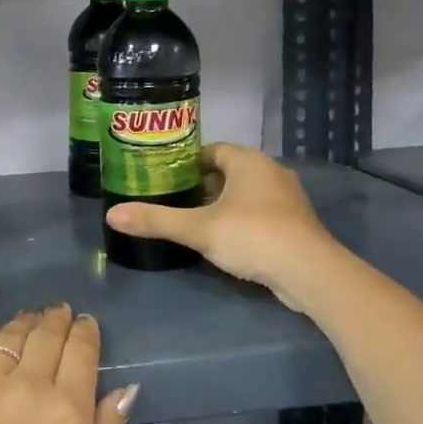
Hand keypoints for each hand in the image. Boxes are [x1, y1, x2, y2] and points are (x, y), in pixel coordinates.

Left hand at [0, 305, 136, 423]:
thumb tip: (123, 389)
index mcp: (67, 412)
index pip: (81, 350)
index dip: (86, 331)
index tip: (86, 324)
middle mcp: (25, 385)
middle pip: (46, 334)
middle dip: (58, 319)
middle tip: (60, 314)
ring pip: (9, 334)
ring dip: (26, 324)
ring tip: (31, 322)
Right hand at [104, 142, 340, 310]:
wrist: (310, 273)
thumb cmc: (252, 236)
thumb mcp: (198, 229)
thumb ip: (156, 220)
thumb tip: (112, 215)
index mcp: (248, 161)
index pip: (211, 150)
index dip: (185, 163)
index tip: (163, 178)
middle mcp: (270, 171)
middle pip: (227, 171)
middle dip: (200, 185)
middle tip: (171, 201)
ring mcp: (286, 198)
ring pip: (244, 193)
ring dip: (221, 204)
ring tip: (192, 221)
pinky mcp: (294, 224)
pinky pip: (259, 213)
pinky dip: (240, 221)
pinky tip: (223, 240)